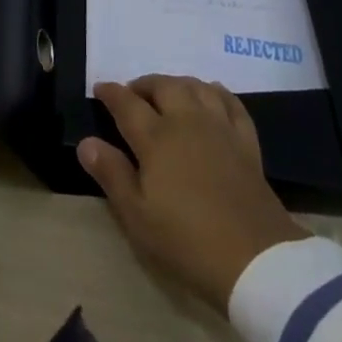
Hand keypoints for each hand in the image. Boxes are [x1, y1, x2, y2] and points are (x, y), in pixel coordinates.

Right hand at [78, 75, 307, 309]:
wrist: (255, 259)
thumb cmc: (187, 240)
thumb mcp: (138, 216)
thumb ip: (112, 174)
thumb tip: (86, 142)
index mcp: (156, 138)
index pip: (127, 104)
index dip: (111, 93)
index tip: (100, 88)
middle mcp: (187, 121)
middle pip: (164, 86)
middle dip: (144, 84)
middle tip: (133, 94)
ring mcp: (220, 128)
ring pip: (196, 87)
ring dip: (177, 83)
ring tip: (168, 93)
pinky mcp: (246, 142)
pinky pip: (231, 103)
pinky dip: (217, 92)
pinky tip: (211, 96)